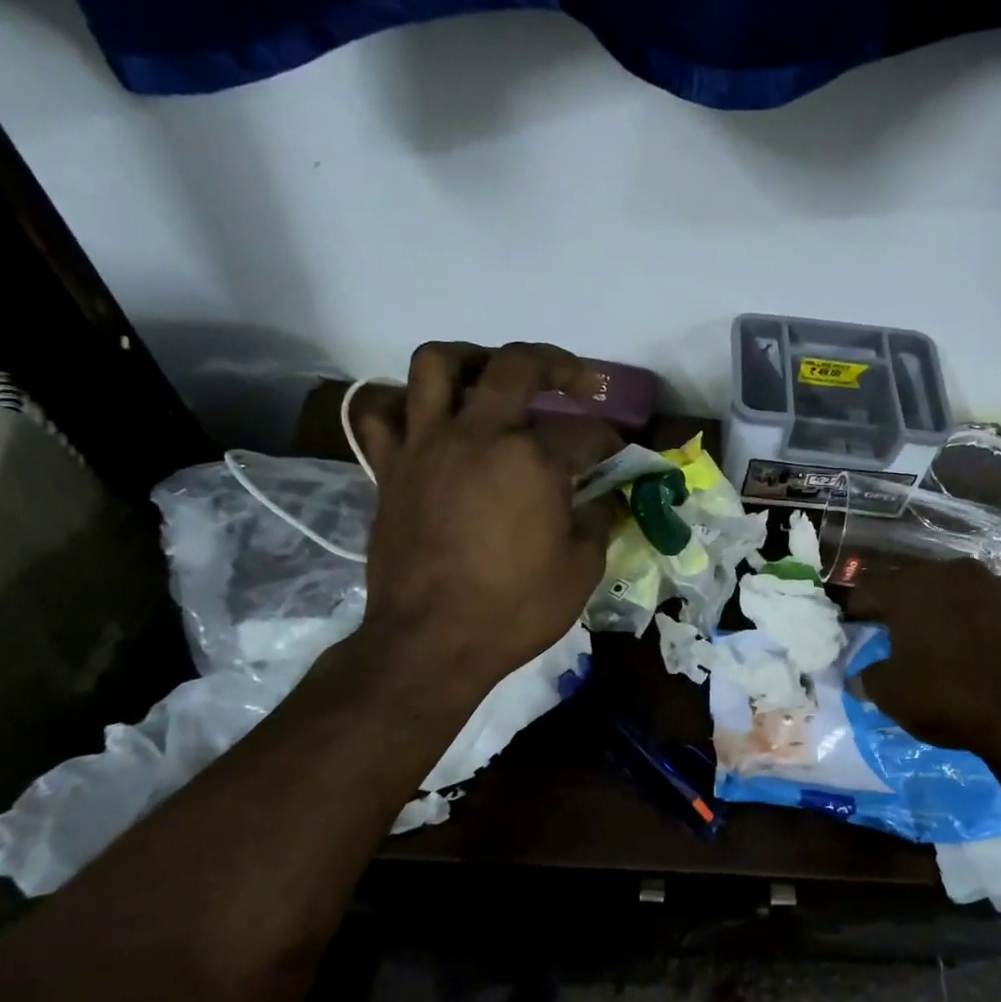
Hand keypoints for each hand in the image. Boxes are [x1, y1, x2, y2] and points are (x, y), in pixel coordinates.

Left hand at [346, 343, 622, 695]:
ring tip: (489, 375)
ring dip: (470, 358)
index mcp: (533, 459)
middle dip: (555, 364)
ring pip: (437, 364)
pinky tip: (426, 418)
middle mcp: (479, 434)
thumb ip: (600, 519)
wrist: (432, 643)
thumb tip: (608, 495)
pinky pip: (382, 414)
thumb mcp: (581, 568)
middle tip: (574, 379)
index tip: (618, 455)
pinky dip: (403, 405)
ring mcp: (427, 445)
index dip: (610, 441)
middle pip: (516, 366)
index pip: (586, 433)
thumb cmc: (515, 609)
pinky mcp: (390, 467)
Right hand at [851, 559, 1000, 802]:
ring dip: (956, 615)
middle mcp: (957, 575)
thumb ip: (870, 679)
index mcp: (912, 588)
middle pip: (922, 586)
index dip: (859, 610)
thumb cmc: (949, 696)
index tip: (854, 626)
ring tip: (954, 647)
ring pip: (967, 596)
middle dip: (910, 608)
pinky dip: (995, 629)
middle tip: (903, 636)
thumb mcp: (893, 696)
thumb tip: (859, 678)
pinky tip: (996, 658)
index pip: (871, 591)